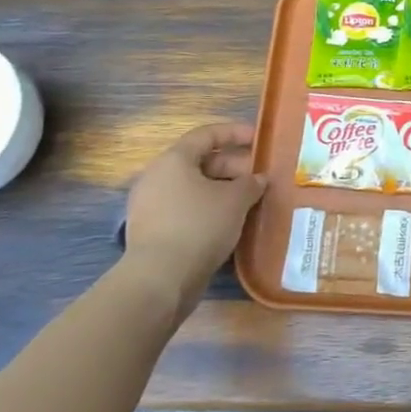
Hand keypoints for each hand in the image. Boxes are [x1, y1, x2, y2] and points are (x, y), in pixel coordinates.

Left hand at [120, 122, 267, 310]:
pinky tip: (229, 223)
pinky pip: (185, 209)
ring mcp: (150, 205)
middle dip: (233, 166)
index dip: (235, 133)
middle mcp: (157, 176)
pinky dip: (208, 209)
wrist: (160, 279)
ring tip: (249, 201)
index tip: (259, 138)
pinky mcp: (152, 230)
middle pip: (200, 161)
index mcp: (174, 160)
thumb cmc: (199, 226)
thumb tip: (258, 179)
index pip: (207, 134)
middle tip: (259, 177)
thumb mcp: (235, 200)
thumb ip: (251, 183)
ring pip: (193, 187)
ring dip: (222, 190)